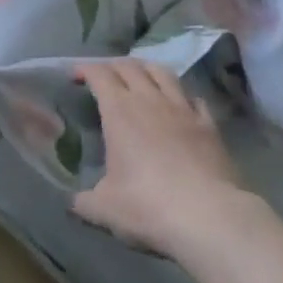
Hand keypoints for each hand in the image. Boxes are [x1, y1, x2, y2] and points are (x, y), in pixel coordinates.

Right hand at [71, 59, 250, 258]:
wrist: (208, 216)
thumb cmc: (148, 206)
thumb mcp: (104, 208)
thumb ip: (84, 201)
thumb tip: (74, 201)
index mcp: (119, 111)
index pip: (99, 74)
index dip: (85, 69)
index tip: (75, 75)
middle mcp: (149, 100)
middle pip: (130, 66)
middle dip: (113, 66)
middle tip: (104, 76)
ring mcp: (182, 109)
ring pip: (162, 73)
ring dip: (147, 69)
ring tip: (140, 76)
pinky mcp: (208, 124)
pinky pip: (193, 97)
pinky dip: (181, 95)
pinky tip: (180, 104)